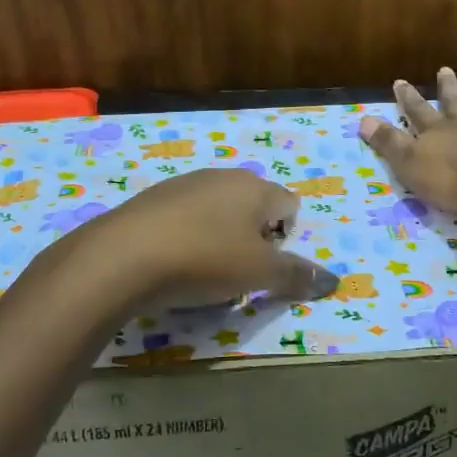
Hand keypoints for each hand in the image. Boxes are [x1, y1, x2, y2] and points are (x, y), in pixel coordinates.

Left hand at [78, 169, 338, 309]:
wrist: (124, 255)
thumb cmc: (204, 259)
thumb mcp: (258, 274)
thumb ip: (296, 275)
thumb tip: (332, 280)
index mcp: (255, 187)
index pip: (289, 203)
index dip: (286, 236)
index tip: (266, 265)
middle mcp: (223, 176)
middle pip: (254, 205)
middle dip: (253, 238)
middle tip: (238, 271)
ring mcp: (185, 184)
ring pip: (218, 210)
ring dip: (221, 238)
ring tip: (204, 272)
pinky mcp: (153, 199)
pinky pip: (186, 217)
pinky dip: (189, 238)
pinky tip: (173, 263)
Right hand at [358, 68, 456, 213]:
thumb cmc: (453, 180)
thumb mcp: (410, 165)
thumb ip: (389, 143)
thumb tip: (363, 119)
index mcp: (438, 133)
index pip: (418, 111)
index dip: (408, 98)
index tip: (400, 81)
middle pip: (455, 104)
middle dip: (448, 88)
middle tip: (445, 69)